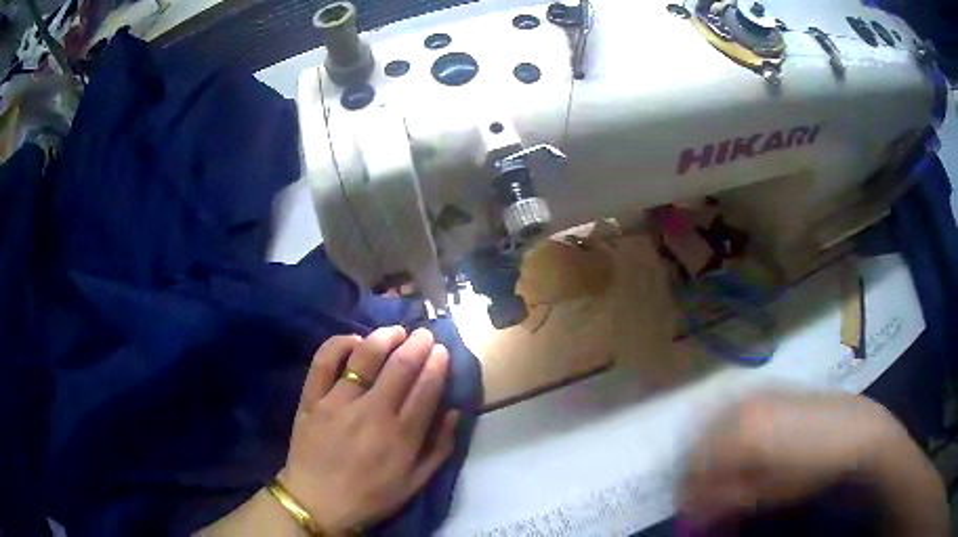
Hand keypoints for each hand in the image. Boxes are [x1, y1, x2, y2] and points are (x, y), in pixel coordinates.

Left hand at [279, 326, 457, 533]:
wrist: (317, 502)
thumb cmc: (371, 496)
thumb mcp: (415, 483)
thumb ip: (440, 448)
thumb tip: (455, 411)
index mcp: (401, 437)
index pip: (426, 389)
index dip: (438, 364)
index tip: (441, 350)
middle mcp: (371, 413)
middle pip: (400, 367)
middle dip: (417, 344)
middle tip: (424, 334)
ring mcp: (337, 403)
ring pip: (364, 358)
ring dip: (384, 338)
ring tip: (396, 331)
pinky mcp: (311, 399)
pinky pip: (323, 362)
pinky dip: (339, 344)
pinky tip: (354, 340)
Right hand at [678, 391, 901, 524]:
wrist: (853, 430)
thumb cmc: (813, 468)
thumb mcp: (768, 493)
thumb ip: (726, 499)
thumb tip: (692, 511)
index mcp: (741, 434)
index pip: (695, 466)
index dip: (689, 493)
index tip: (691, 513)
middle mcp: (741, 407)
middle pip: (699, 443)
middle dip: (695, 473)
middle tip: (704, 497)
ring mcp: (755, 393)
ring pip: (712, 425)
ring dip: (708, 453)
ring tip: (719, 477)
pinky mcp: (767, 389)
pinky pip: (731, 411)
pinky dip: (724, 434)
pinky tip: (736, 451)